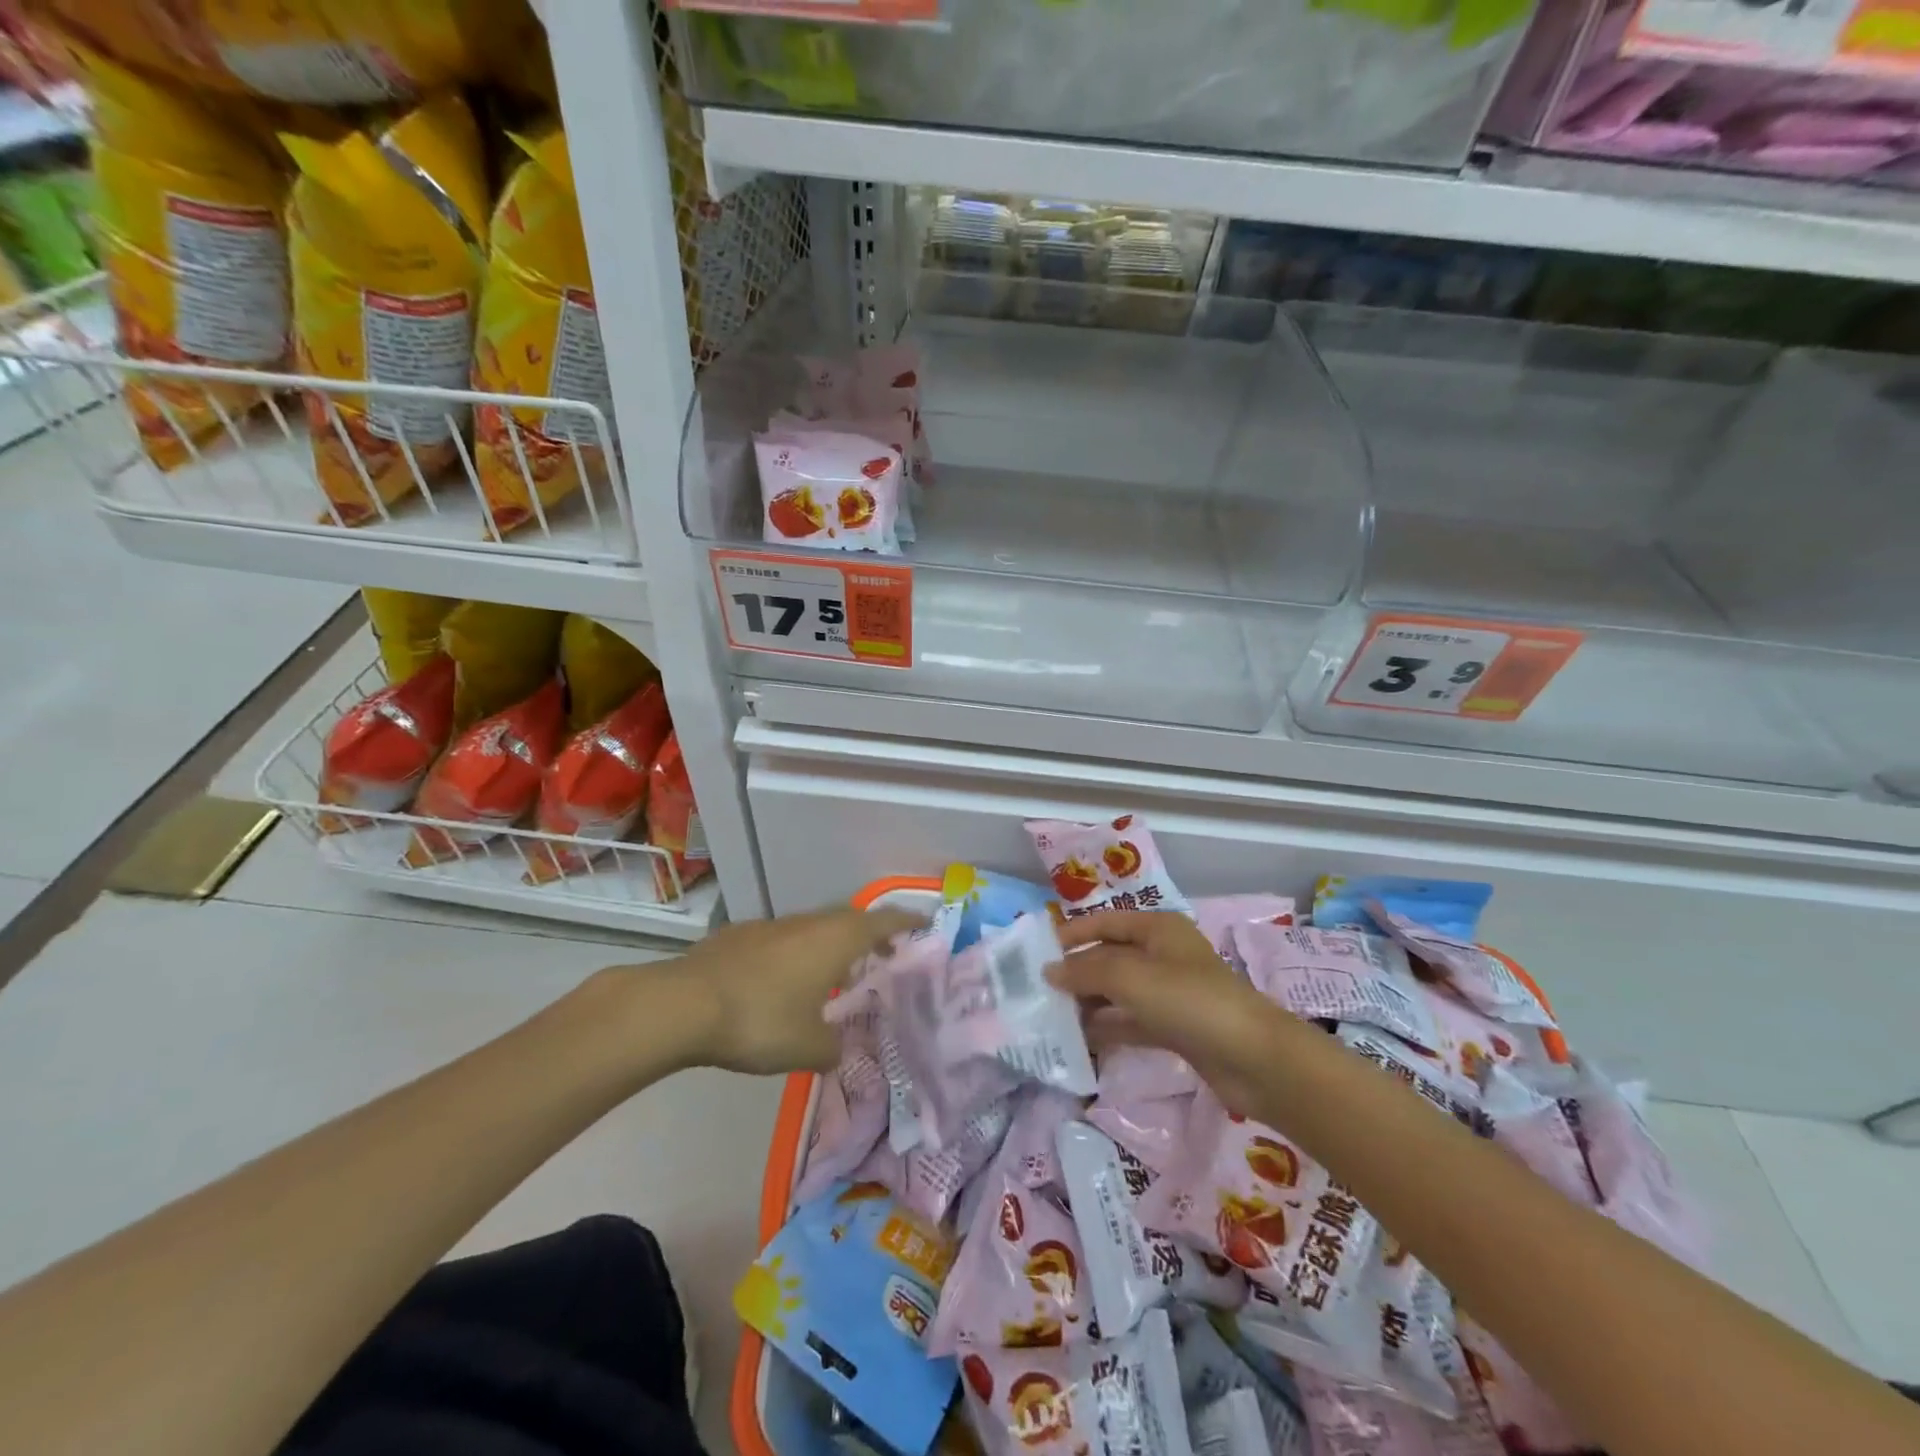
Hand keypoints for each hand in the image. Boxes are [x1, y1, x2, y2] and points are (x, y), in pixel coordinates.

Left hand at [665, 907, 923, 1074]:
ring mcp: (772, 926)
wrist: (685, 1004)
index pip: (883, 922)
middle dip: (871, 934)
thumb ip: (833, 1048)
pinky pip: (783, 939)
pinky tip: (784, 982)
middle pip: (850, 919)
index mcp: (835, 941)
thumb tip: (837, 1049)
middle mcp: (808, 924)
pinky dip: (797, 953)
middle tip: (884, 954)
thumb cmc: (760, 1020)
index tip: (925, 924)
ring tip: (836, 973)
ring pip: (814, 928)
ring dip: (832, 944)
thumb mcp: (808, 1048)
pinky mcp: (741, 936)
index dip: (906, 923)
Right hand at [1049, 911, 1295, 1112]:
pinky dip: (1108, 1026)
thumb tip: (1049, 971)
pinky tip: (1080, 1039)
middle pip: (1110, 957)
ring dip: (1088, 1002)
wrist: (1254, 1058)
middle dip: (1076, 972)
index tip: (1036, 952)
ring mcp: (1170, 993)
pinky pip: (1132, 1021)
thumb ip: (1085, 971)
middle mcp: (1163, 955)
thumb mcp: (1130, 977)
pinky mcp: (1176, 1027)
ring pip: (1118, 992)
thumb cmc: (1189, 1001)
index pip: (1105, 923)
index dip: (1071, 934)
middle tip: (1037, 991)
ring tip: (1051, 1017)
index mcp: (1157, 929)